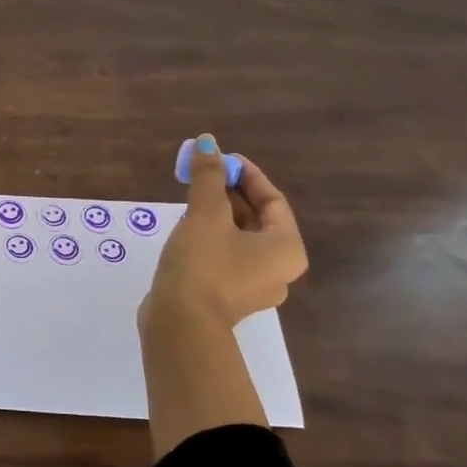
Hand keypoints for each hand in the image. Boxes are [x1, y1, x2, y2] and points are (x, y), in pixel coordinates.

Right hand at [136, 136, 307, 456]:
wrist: (180, 325)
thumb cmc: (203, 265)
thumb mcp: (205, 214)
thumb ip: (208, 176)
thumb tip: (207, 142)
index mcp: (286, 249)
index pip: (272, 200)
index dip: (246, 174)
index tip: (220, 158)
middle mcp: (279, 270)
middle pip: (257, 219)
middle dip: (229, 192)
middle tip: (202, 173)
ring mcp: (253, 287)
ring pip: (239, 238)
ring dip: (218, 214)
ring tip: (191, 197)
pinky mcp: (227, 297)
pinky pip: (226, 257)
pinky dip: (211, 237)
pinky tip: (186, 229)